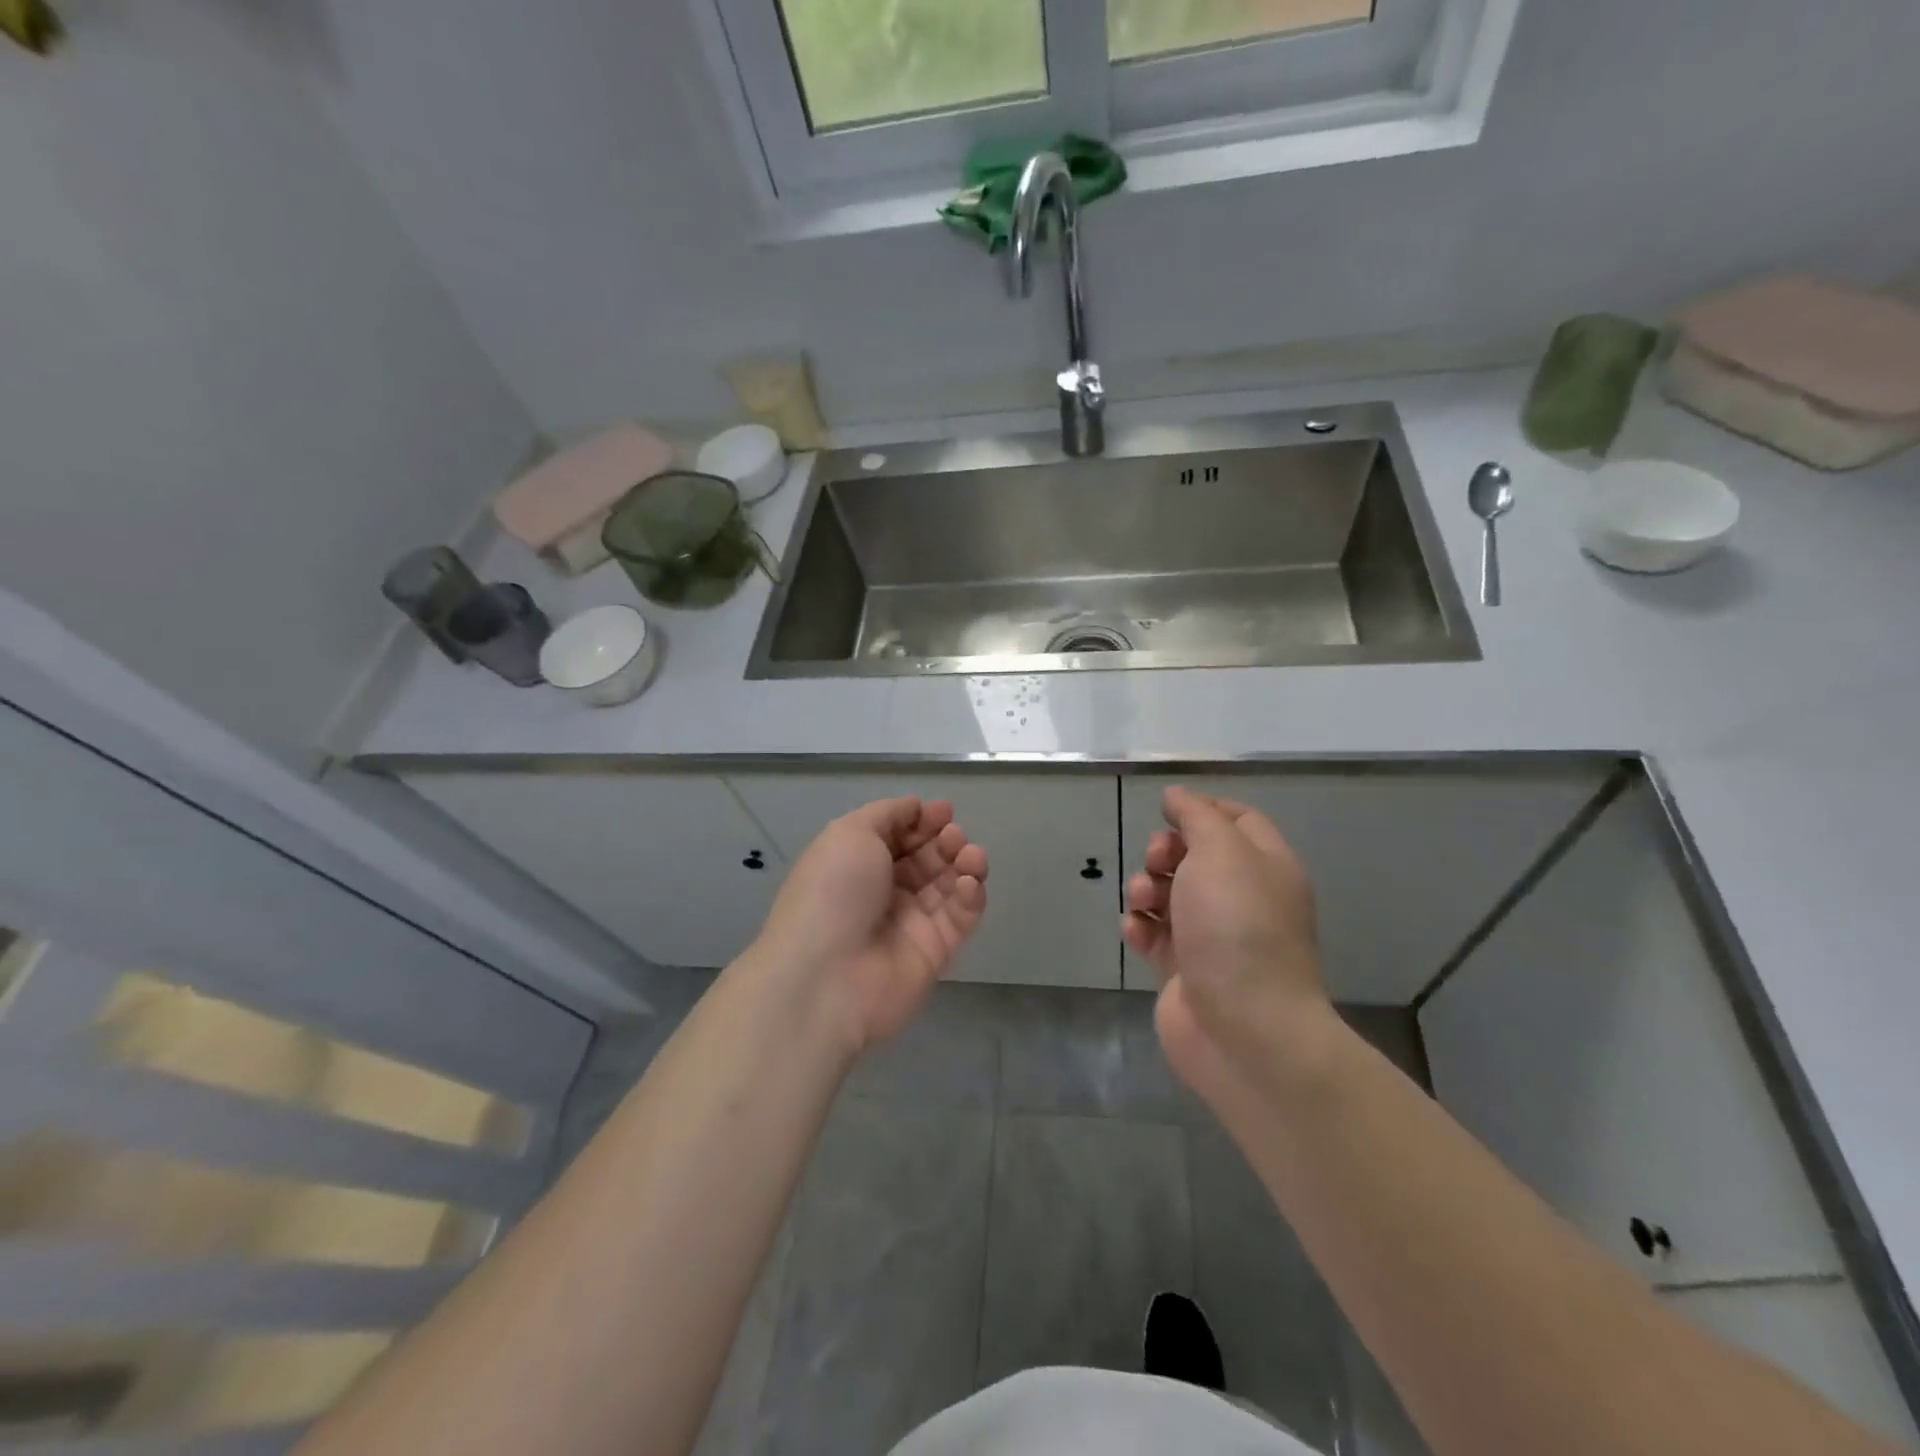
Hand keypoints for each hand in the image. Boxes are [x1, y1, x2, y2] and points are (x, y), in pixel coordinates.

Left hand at [752, 797, 987, 1051]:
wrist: (827, 977)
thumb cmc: (833, 893)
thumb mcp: (850, 833)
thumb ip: (887, 814)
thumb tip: (916, 807)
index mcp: (857, 863)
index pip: (899, 835)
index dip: (922, 820)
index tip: (943, 811)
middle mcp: (884, 891)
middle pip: (926, 858)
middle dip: (945, 840)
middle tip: (953, 836)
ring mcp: (910, 922)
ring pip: (949, 885)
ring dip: (965, 863)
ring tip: (970, 856)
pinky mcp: (935, 952)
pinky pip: (960, 917)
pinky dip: (970, 896)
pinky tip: (969, 884)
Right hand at [1121, 786, 1338, 1100]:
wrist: (1243, 1027)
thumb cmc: (1237, 927)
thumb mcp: (1221, 852)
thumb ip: (1197, 816)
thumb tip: (1178, 795)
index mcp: (1266, 867)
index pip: (1239, 820)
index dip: (1203, 809)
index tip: (1168, 811)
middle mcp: (1243, 898)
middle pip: (1196, 856)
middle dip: (1165, 852)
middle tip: (1157, 863)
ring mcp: (1213, 937)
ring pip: (1169, 894)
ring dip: (1146, 889)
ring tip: (1143, 903)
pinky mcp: (1185, 970)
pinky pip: (1155, 934)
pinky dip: (1141, 928)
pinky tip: (1137, 933)